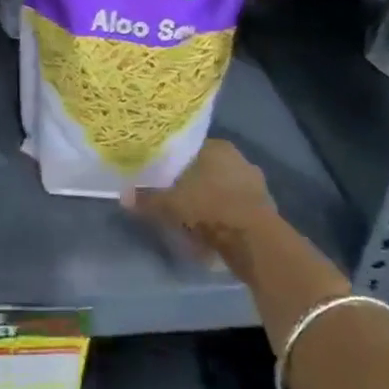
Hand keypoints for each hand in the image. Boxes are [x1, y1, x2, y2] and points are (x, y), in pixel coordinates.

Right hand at [121, 139, 278, 259]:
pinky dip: (226, 219)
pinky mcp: (266, 209)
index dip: (176, 164)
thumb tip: (123, 195)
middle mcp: (239, 159)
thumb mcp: (172, 205)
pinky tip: (214, 234)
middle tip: (176, 201)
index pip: (191, 149)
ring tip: (194, 221)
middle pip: (209, 170)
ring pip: (224, 190)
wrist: (255, 242)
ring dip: (212, 203)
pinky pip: (237, 210)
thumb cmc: (210, 208)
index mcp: (217, 147)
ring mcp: (256, 184)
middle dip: (195, 185)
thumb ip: (148, 199)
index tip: (164, 178)